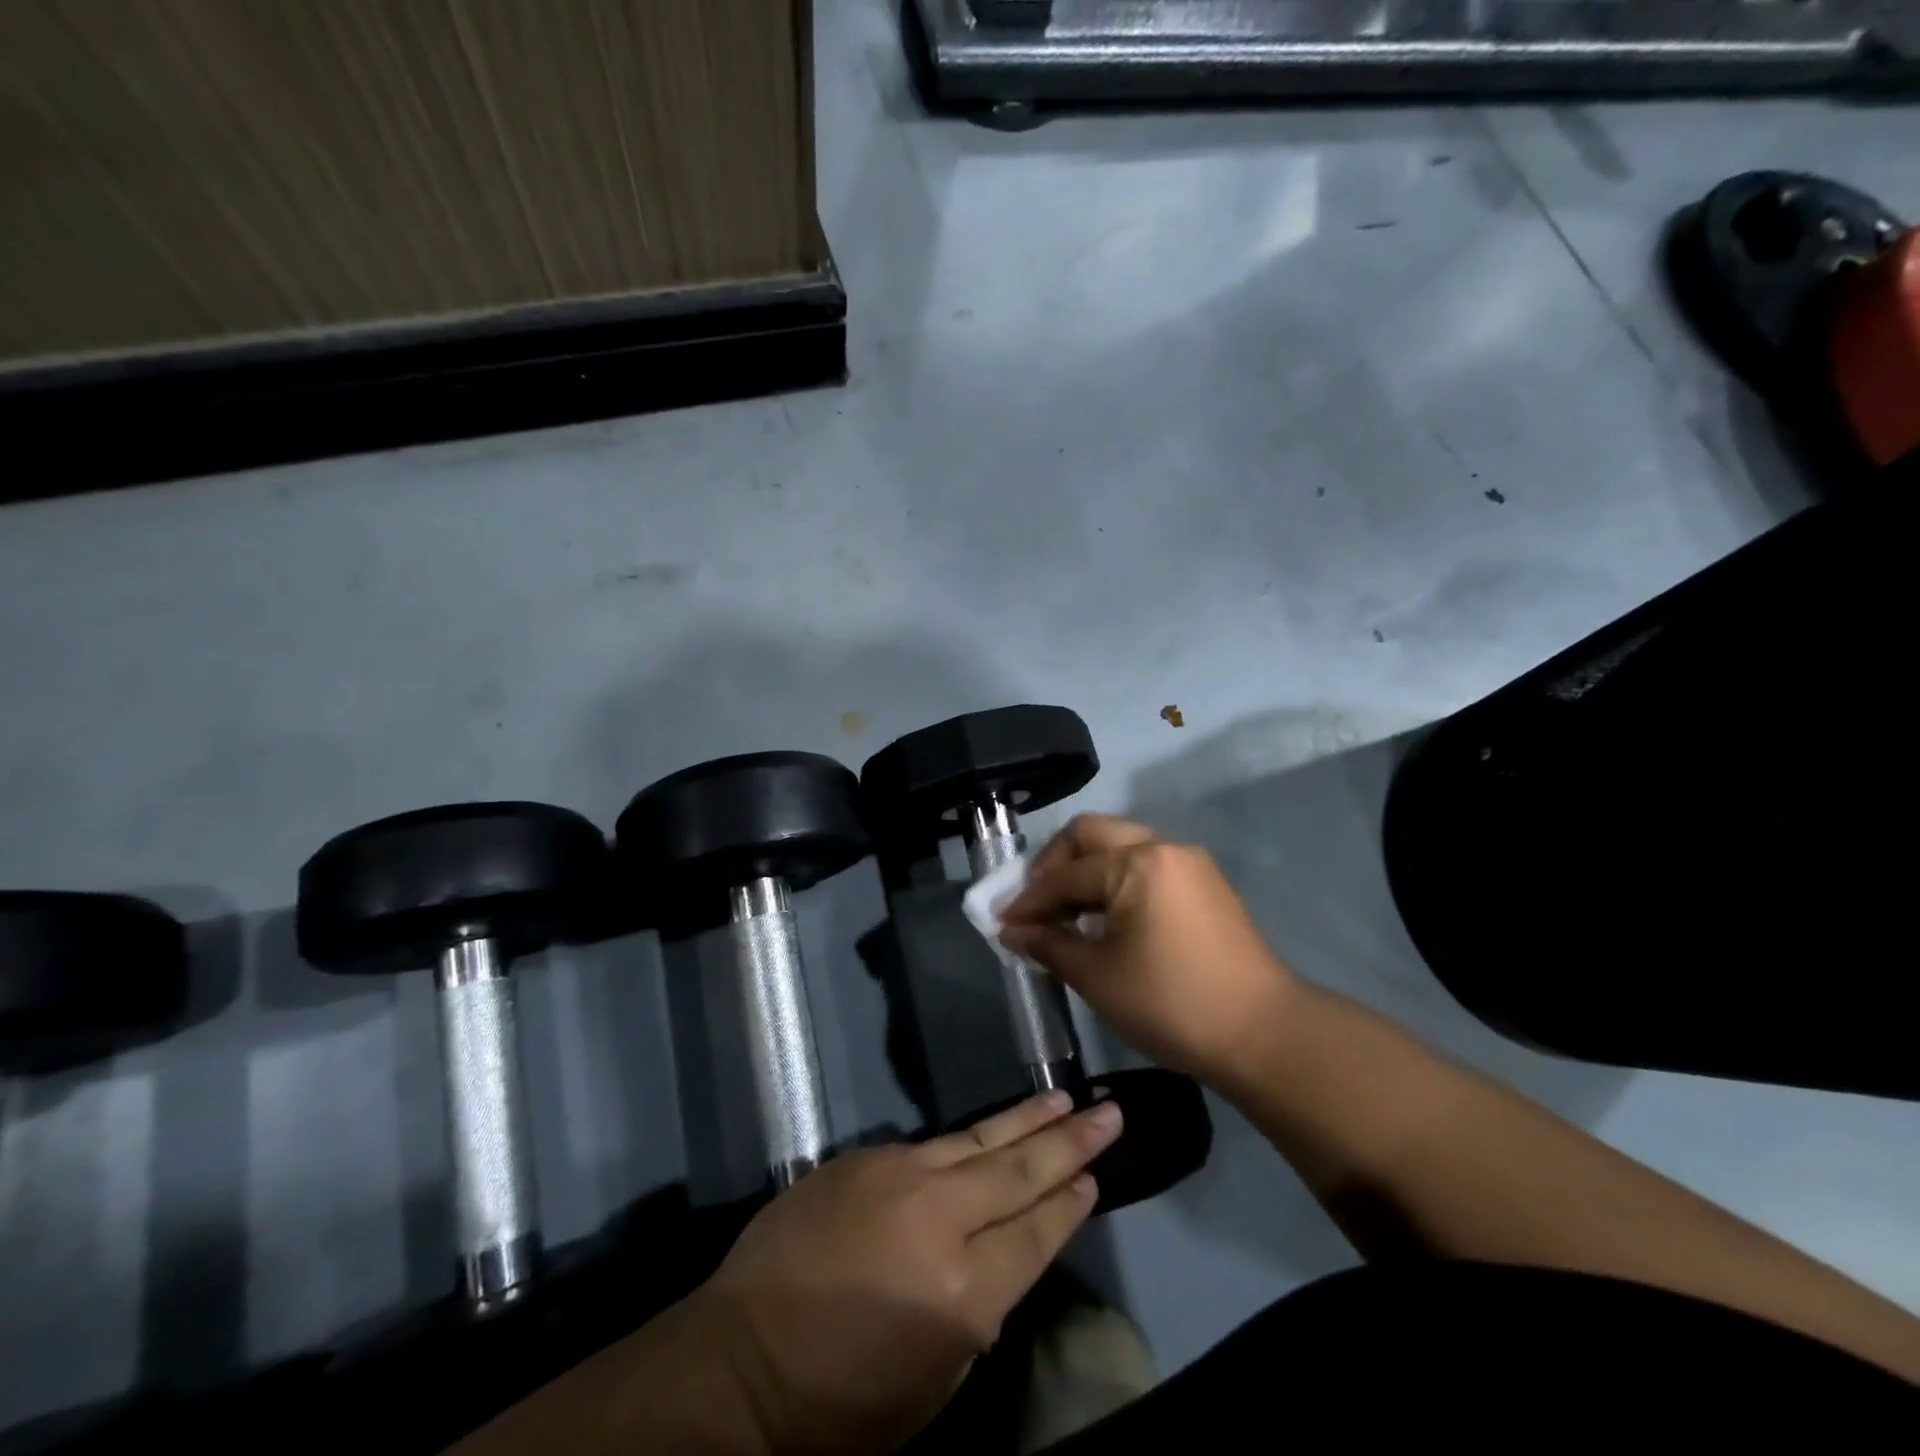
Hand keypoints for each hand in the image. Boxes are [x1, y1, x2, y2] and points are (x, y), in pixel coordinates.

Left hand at [699, 1091, 1123, 1455]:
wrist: (742, 1360)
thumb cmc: (843, 1401)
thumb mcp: (934, 1381)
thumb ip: (980, 1310)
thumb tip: (1004, 1253)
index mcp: (962, 1291)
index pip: (1035, 1233)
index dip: (1069, 1204)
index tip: (1096, 1177)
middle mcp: (937, 1218)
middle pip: (1017, 1172)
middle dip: (1069, 1141)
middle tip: (1109, 1112)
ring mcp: (897, 1176)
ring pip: (978, 1140)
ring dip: (1025, 1120)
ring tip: (1064, 1099)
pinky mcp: (864, 1158)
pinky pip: (928, 1148)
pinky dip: (966, 1142)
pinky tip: (988, 1133)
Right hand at [999, 814, 1297, 1082]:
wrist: (1263, 1034)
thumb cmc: (1171, 1003)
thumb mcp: (1098, 977)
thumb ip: (1050, 945)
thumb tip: (1014, 932)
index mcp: (1136, 863)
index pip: (1066, 874)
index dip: (1029, 901)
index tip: (1003, 924)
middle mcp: (1163, 847)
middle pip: (1091, 835)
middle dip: (1054, 865)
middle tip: (1035, 904)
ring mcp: (1189, 863)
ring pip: (1120, 846)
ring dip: (1086, 872)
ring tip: (1065, 914)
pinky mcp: (1204, 884)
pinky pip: (1146, 865)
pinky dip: (1115, 881)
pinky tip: (1103, 917)